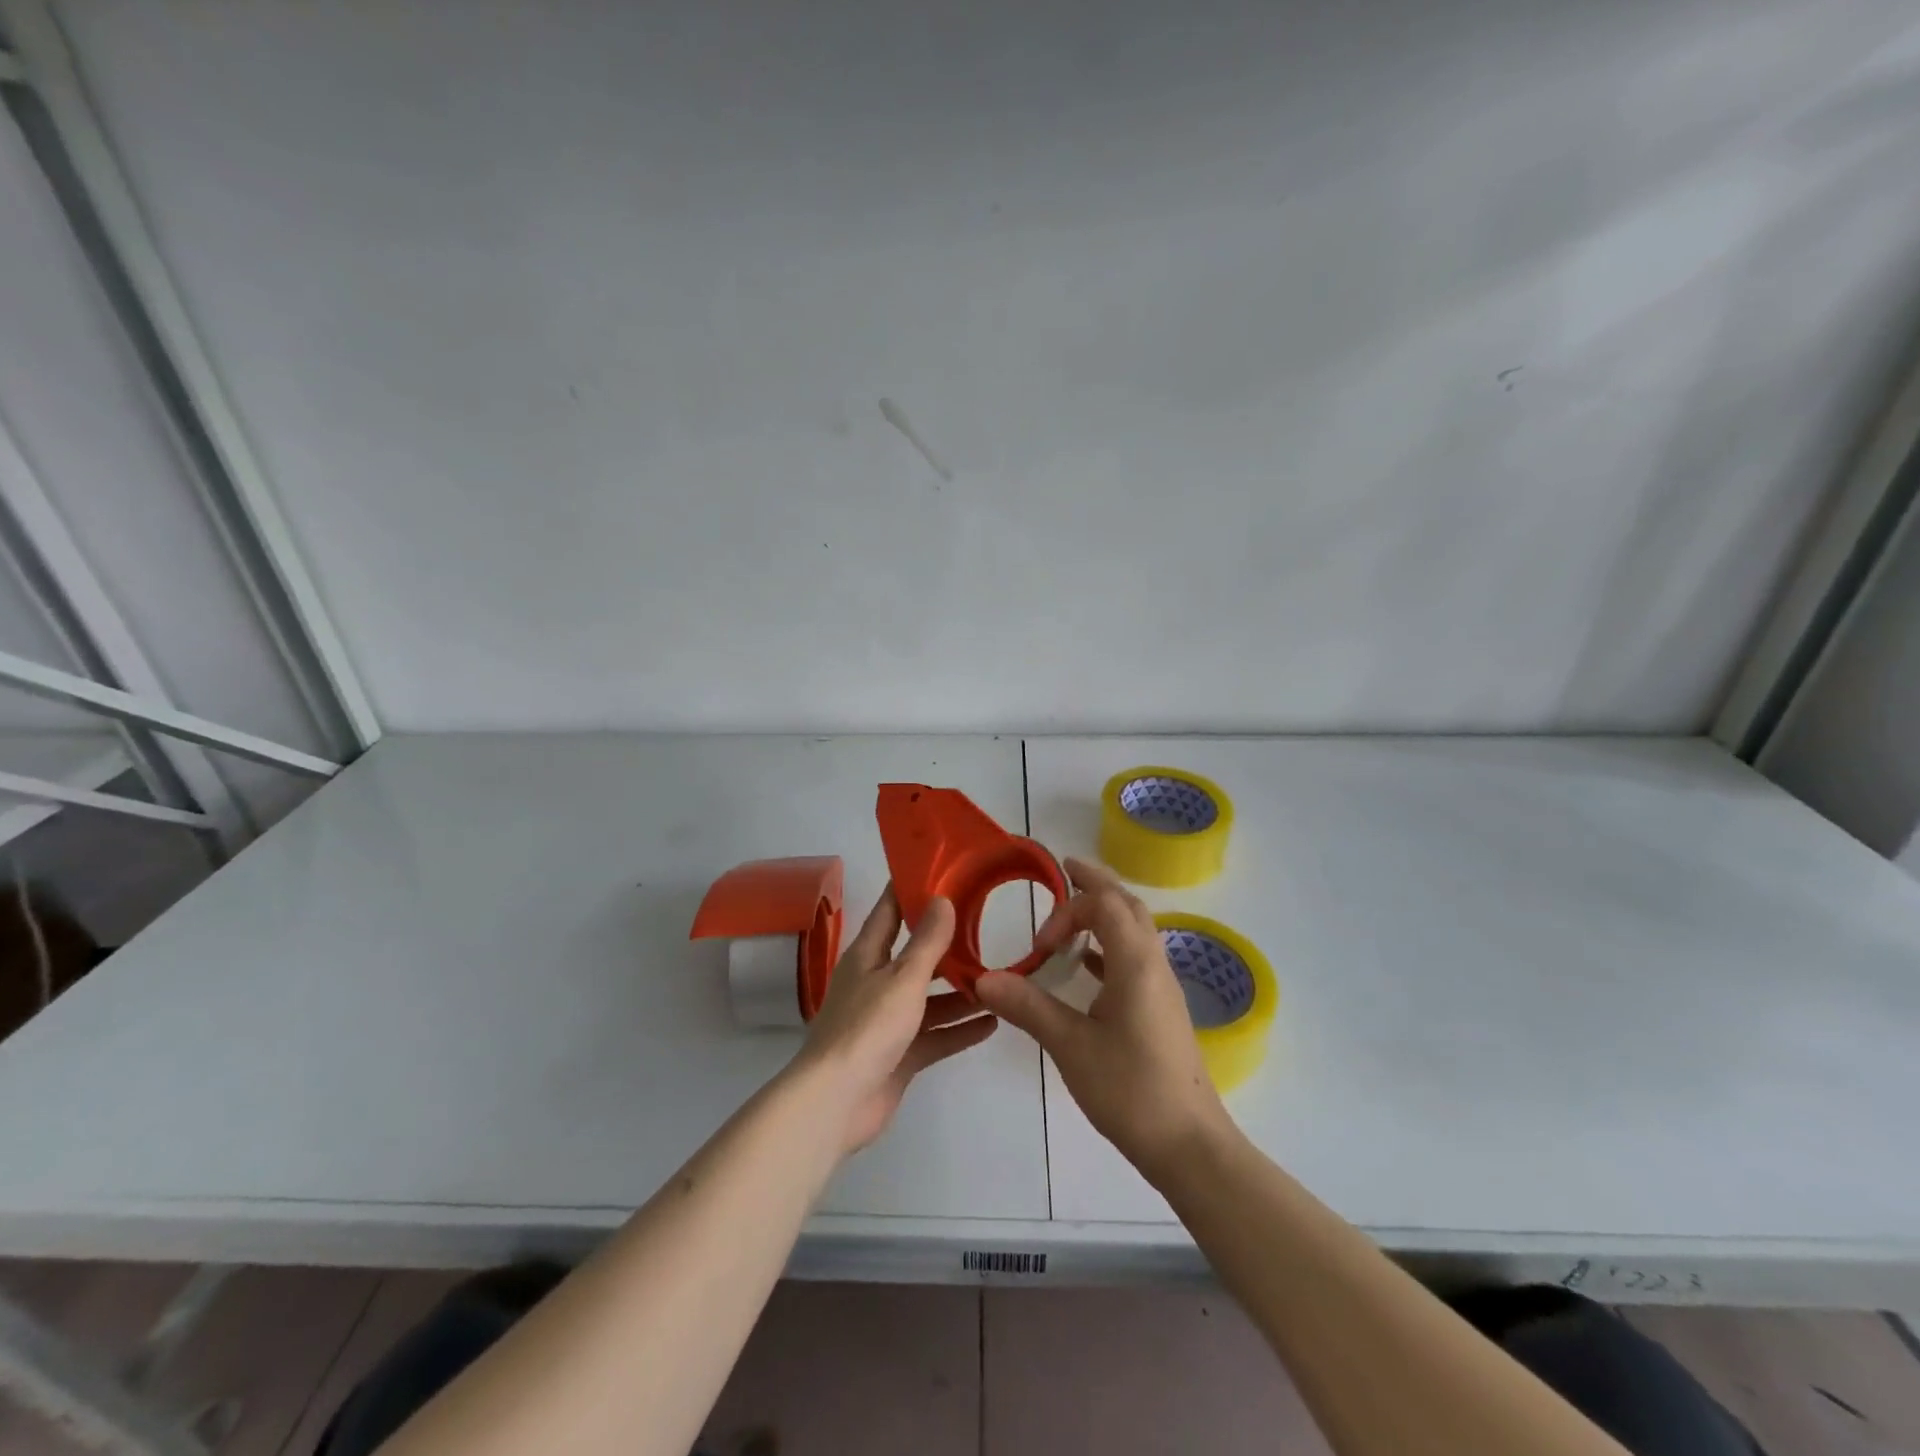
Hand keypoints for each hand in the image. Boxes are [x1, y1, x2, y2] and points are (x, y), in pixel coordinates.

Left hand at [791, 887, 997, 1155]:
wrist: (838, 1102)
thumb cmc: (868, 1027)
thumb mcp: (903, 978)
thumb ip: (926, 942)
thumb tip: (942, 898)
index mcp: (867, 955)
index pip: (890, 910)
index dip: (911, 889)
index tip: (942, 870)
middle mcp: (876, 982)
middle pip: (915, 955)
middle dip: (947, 943)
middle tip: (986, 925)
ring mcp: (888, 1021)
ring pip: (929, 998)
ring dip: (960, 991)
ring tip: (998, 977)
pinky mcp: (900, 1054)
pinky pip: (935, 1035)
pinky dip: (960, 1029)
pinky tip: (993, 1022)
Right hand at [975, 858, 1230, 1180]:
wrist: (1189, 1145)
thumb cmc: (1131, 1090)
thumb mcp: (1071, 1046)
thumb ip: (1028, 1007)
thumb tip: (983, 980)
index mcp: (1136, 963)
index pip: (1105, 904)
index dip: (1067, 909)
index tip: (1040, 945)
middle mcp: (1155, 964)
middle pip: (1128, 905)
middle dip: (1096, 884)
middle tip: (1065, 872)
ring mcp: (1162, 987)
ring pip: (1136, 929)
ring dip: (1106, 913)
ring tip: (1072, 915)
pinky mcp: (1161, 1008)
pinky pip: (1136, 957)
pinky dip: (1111, 945)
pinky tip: (1088, 967)